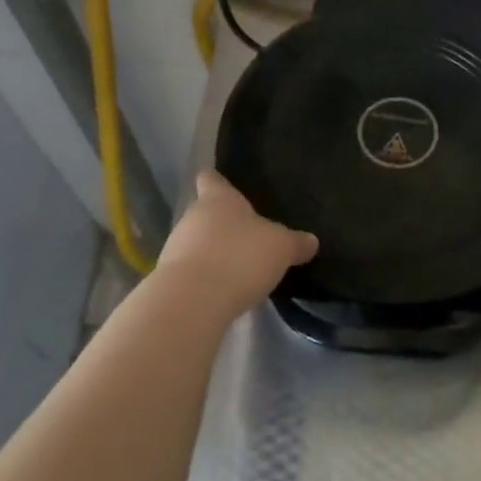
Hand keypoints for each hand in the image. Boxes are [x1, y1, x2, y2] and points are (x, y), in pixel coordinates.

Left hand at [155, 170, 317, 321]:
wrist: (192, 301)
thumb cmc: (239, 257)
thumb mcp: (280, 248)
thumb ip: (295, 243)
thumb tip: (311, 240)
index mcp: (218, 199)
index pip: (211, 179)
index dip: (217, 180)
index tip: (221, 181)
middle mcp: (193, 217)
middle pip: (204, 213)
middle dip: (222, 224)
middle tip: (245, 235)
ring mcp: (176, 248)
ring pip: (196, 243)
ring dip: (212, 253)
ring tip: (236, 267)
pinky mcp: (169, 280)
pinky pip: (191, 272)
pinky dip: (204, 278)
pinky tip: (222, 291)